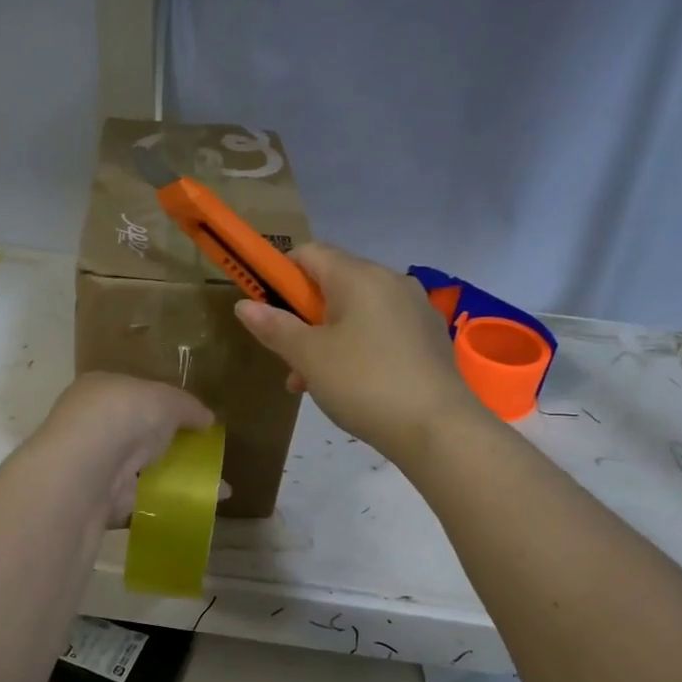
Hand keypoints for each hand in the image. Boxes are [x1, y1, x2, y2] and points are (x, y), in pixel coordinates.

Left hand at [34, 372, 217, 526]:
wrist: (87, 467)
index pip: (133, 395)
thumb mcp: (167, 399)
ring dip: (172, 479)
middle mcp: (92, 425)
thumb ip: (188, 407)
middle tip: (204, 457)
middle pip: (137, 435)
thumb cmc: (124, 414)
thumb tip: (207, 419)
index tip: (191, 422)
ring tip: (213, 488)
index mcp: (100, 390)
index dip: (163, 406)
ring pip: (139, 471)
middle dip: (169, 446)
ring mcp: (94, 466)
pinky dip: (166, 505)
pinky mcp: (100, 502)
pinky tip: (196, 508)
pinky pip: (140, 501)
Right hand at [234, 243, 476, 463]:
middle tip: (289, 357)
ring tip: (313, 383)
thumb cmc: (364, 384)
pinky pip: (382, 329)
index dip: (280, 275)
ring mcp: (415, 308)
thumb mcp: (309, 357)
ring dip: (328, 338)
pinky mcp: (430, 336)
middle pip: (333, 283)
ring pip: (357, 311)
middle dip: (303, 317)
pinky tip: (351, 385)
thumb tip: (244, 305)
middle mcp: (391, 280)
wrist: (438, 428)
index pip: (309, 253)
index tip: (267, 310)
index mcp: (359, 276)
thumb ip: (275, 327)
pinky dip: (358, 347)